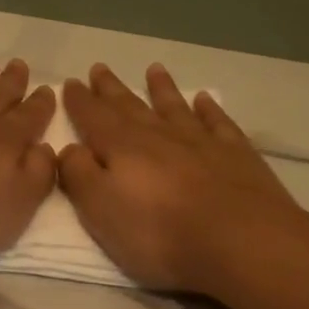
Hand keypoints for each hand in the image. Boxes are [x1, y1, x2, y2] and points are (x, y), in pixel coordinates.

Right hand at [57, 63, 299, 292]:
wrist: (241, 241)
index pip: (93, 117)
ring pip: (175, 106)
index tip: (70, 82)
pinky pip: (218, 122)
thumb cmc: (161, 233)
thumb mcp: (102, 211)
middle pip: (130, 106)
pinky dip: (209, 108)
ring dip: (162, 88)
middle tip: (99, 68)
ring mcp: (201, 141)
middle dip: (112, 89)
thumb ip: (80, 176)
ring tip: (154, 69)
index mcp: (123, 148)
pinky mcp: (236, 154)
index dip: (80, 101)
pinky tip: (204, 99)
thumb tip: (67, 148)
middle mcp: (160, 135)